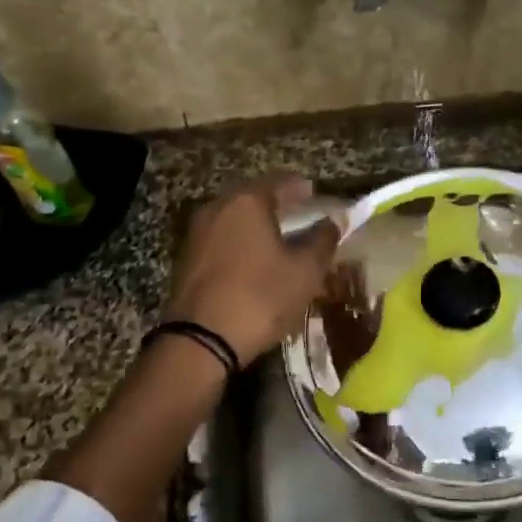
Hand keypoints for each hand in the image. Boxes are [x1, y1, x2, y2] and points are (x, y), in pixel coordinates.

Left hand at [165, 173, 340, 362]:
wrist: (201, 341)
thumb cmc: (261, 297)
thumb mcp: (305, 271)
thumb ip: (323, 240)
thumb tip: (334, 220)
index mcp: (247, 201)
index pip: (280, 180)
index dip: (302, 187)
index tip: (317, 196)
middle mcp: (218, 207)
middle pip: (254, 197)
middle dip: (278, 205)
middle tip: (301, 217)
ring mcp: (197, 233)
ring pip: (235, 220)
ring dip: (258, 226)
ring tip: (280, 242)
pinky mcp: (187, 260)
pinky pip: (222, 240)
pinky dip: (241, 244)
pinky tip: (255, 263)